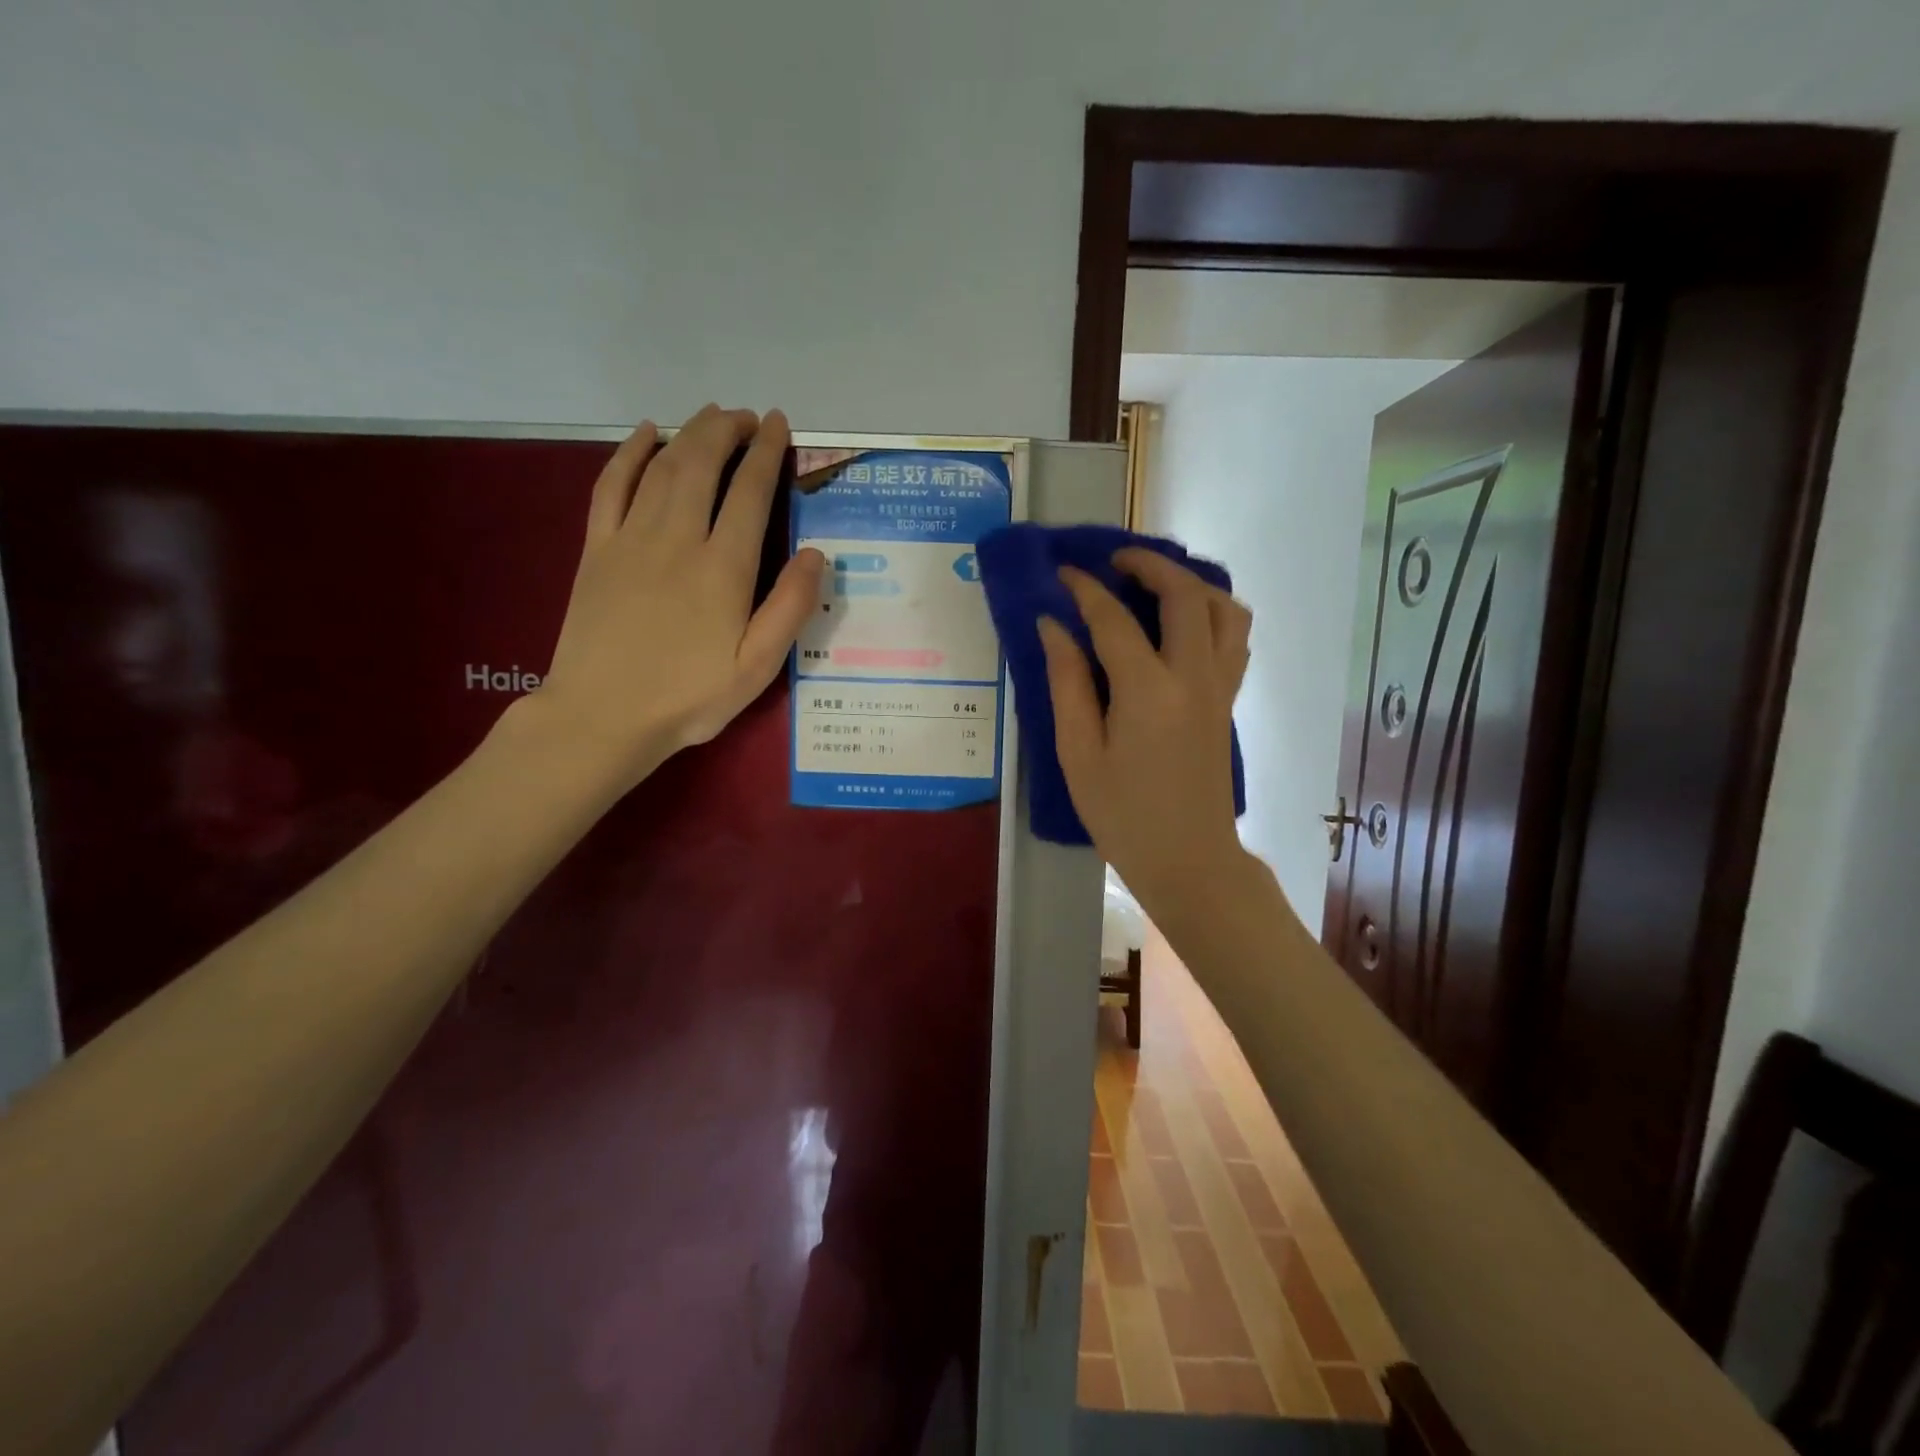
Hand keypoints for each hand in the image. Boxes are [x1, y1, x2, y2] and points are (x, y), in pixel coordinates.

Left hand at [533, 405, 824, 785]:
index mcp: (723, 568)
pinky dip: (628, 453)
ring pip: (662, 466)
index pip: (751, 492)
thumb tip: (816, 554)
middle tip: (748, 416)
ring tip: (711, 417)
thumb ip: (790, 608)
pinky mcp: (597, 549)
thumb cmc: (688, 698)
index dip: (768, 453)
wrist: (602, 717)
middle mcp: (678, 539)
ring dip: (689, 433)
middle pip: (703, 463)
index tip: (780, 426)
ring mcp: (630, 539)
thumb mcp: (756, 667)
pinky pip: (611, 485)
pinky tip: (644, 434)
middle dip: (728, 430)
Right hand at [1039, 550, 1253, 919]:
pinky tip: (1184, 622)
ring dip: (1191, 583)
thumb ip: (1066, 684)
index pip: (1113, 619)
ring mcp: (1220, 688)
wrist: (1189, 860)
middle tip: (1115, 562)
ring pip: (1224, 610)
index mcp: (1148, 691)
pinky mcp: (1229, 701)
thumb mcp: (1078, 754)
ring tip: (1157, 584)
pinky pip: (1234, 638)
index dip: (1084, 589)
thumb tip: (1053, 627)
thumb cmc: (1123, 815)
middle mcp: (1193, 676)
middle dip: (1149, 565)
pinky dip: (1213, 613)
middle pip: (1184, 595)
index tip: (1062, 573)